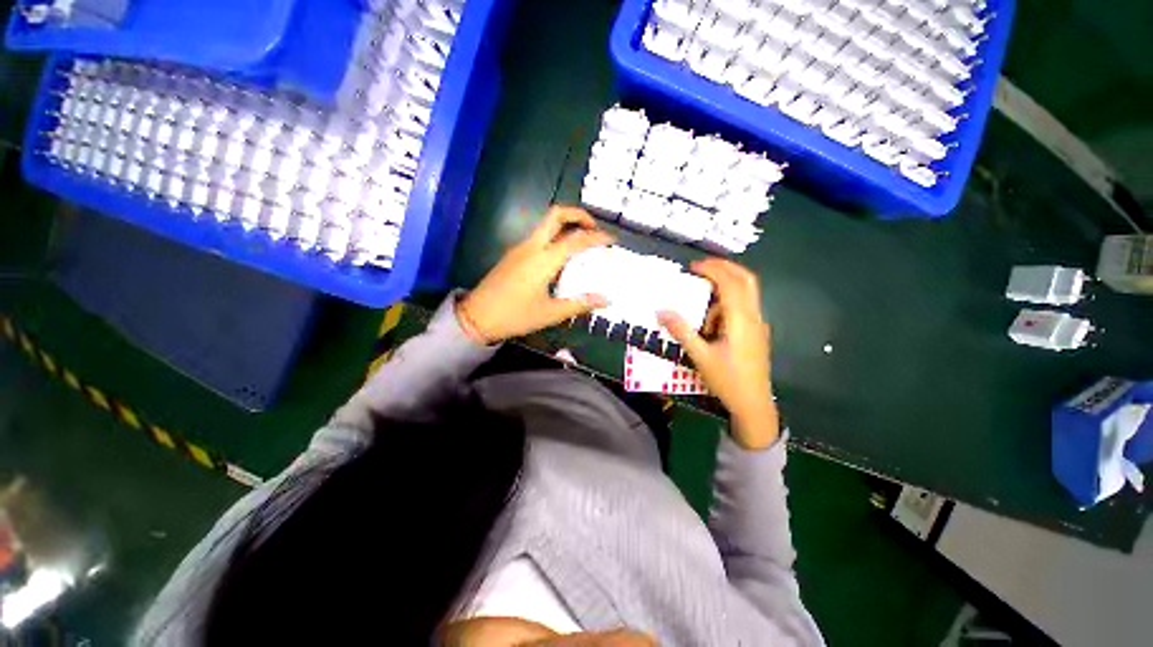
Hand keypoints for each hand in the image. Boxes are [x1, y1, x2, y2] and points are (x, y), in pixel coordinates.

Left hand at [457, 206, 612, 343]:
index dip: (597, 237)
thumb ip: (580, 304)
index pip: (576, 240)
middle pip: (556, 215)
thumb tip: (606, 300)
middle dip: (578, 215)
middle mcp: (531, 246)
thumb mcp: (551, 313)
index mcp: (543, 259)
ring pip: (546, 225)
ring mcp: (520, 248)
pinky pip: (538, 237)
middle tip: (594, 228)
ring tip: (582, 244)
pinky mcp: (513, 254)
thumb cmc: (515, 316)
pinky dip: (555, 238)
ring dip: (566, 226)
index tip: (612, 240)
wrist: (477, 318)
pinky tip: (561, 258)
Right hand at [659, 259, 778, 449]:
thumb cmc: (727, 380)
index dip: (713, 269)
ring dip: (725, 291)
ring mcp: (758, 324)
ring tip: (702, 309)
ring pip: (746, 294)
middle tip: (701, 268)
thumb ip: (681, 331)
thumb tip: (661, 311)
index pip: (730, 283)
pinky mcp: (756, 333)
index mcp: (741, 319)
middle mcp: (753, 317)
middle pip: (746, 280)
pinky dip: (728, 304)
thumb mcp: (700, 356)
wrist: (754, 404)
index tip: (693, 267)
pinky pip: (743, 308)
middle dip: (724, 268)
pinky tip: (713, 324)